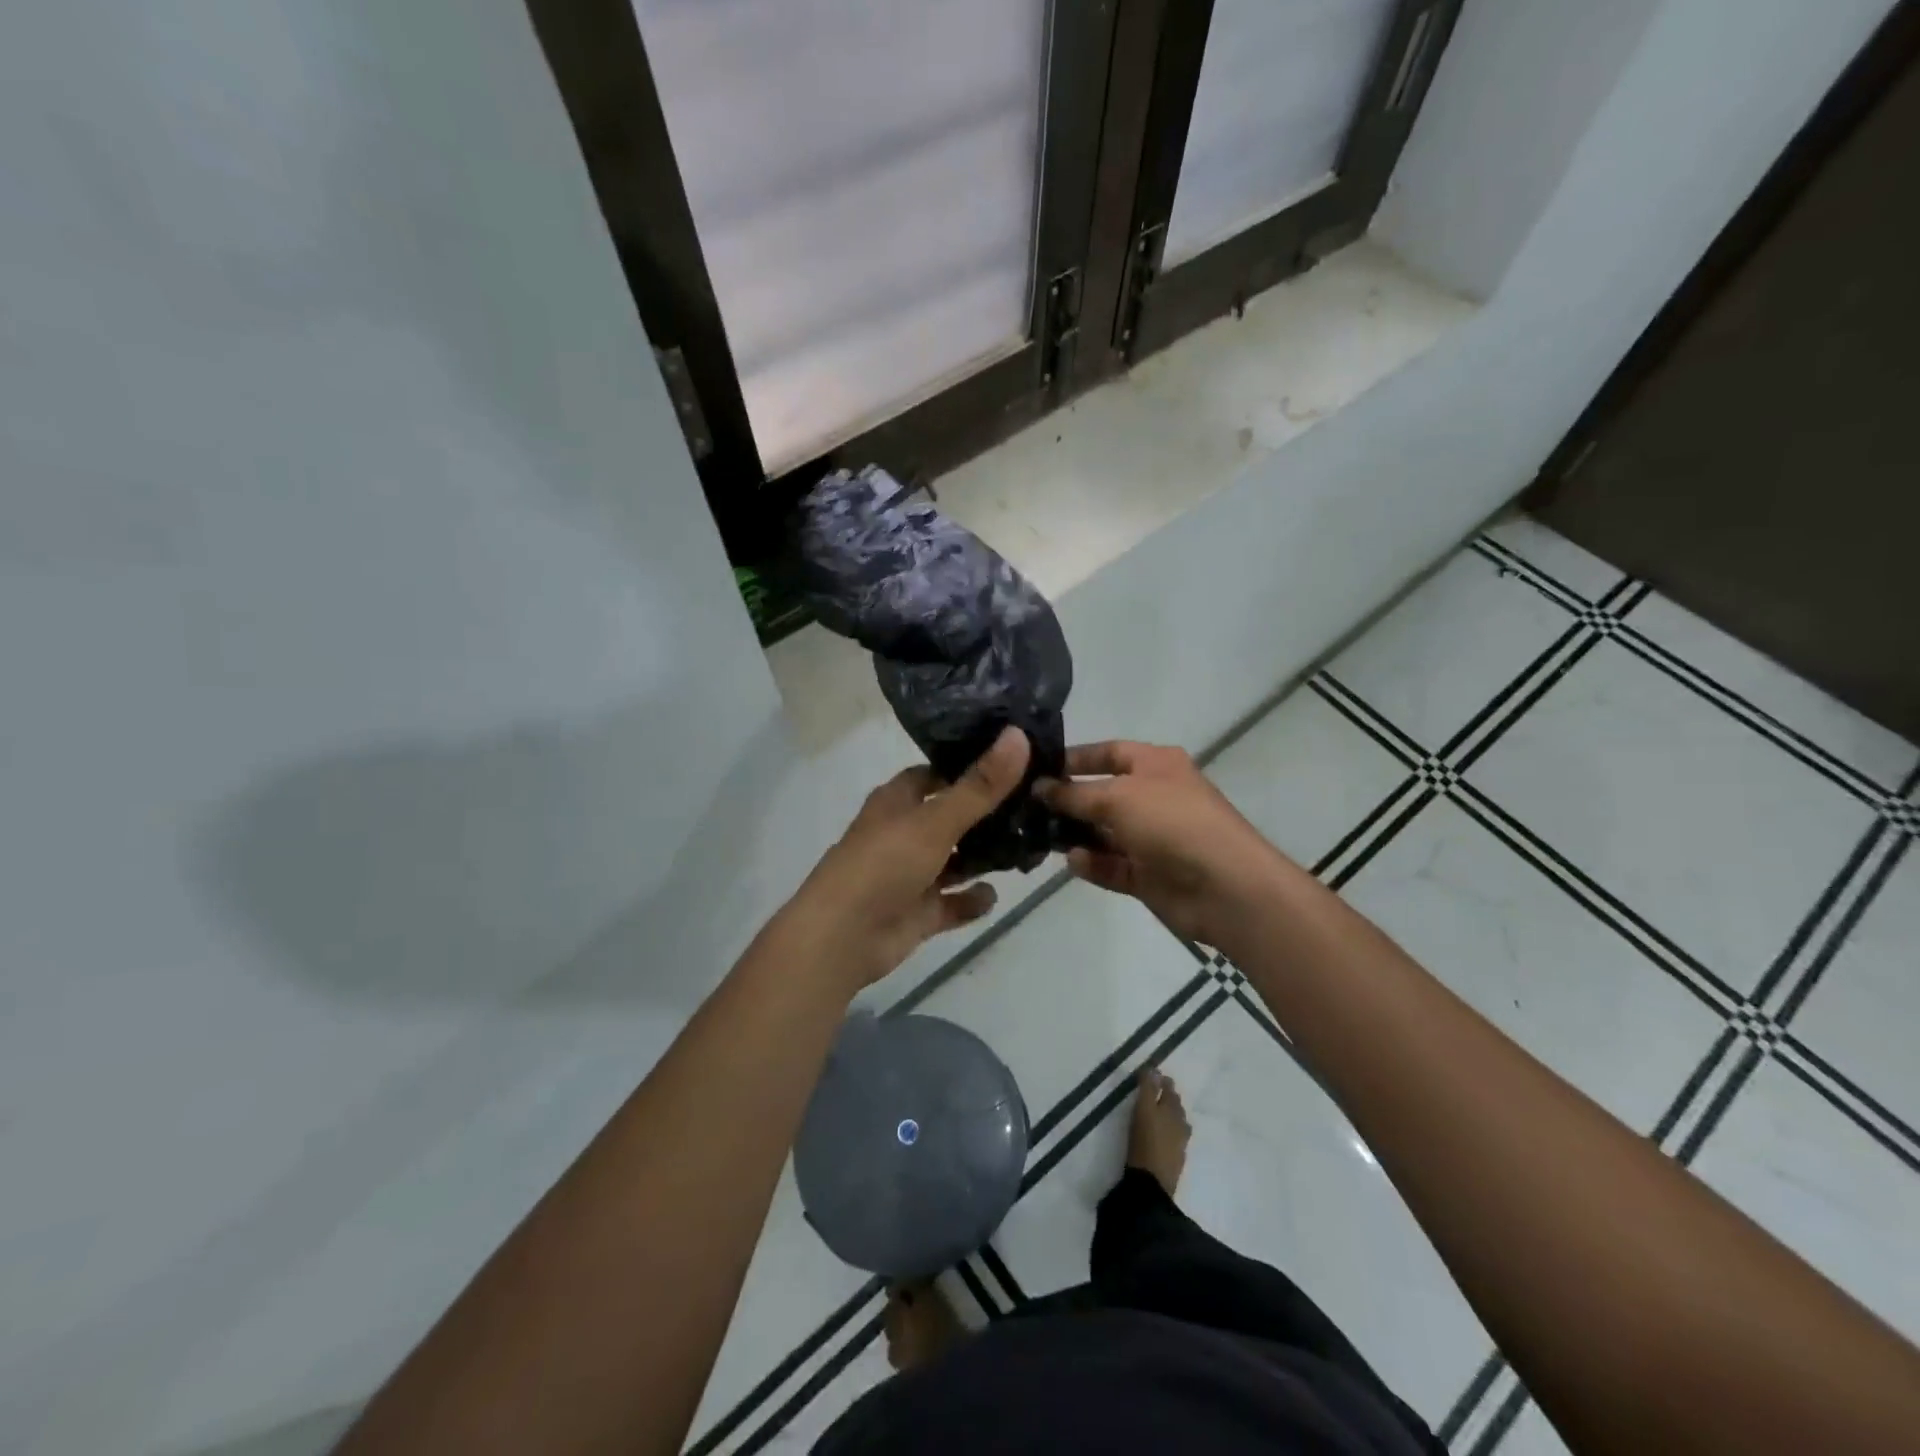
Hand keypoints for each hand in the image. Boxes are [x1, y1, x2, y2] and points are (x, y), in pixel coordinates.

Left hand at [776, 728, 1031, 990]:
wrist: (841, 938)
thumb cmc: (883, 865)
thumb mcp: (936, 821)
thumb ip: (980, 786)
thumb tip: (1018, 734)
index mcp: (898, 801)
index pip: (937, 773)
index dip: (970, 766)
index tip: (1014, 760)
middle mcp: (904, 832)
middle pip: (952, 816)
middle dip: (988, 814)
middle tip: (1037, 804)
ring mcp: (912, 874)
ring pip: (956, 860)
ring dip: (985, 857)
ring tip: (1031, 847)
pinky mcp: (918, 911)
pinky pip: (953, 902)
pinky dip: (972, 900)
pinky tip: (995, 895)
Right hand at [1036, 741, 1286, 946]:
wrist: (1224, 886)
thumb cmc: (1172, 822)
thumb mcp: (1117, 797)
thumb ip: (1073, 794)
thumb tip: (1040, 788)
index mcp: (1156, 765)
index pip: (1108, 752)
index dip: (1075, 758)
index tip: (1036, 768)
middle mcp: (1154, 797)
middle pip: (1102, 794)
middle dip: (1068, 800)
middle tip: (1026, 807)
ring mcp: (1152, 838)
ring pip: (1104, 833)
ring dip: (1075, 834)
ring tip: (1039, 836)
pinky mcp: (1149, 875)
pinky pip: (1112, 865)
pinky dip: (1092, 864)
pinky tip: (1073, 861)